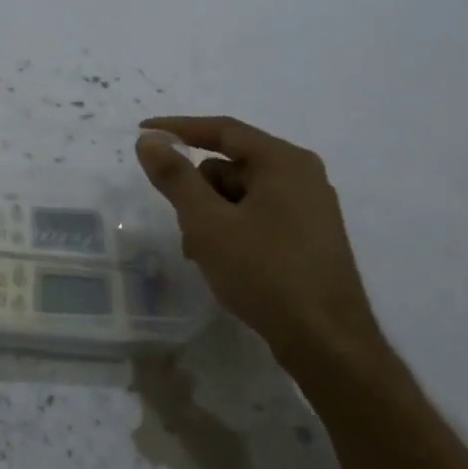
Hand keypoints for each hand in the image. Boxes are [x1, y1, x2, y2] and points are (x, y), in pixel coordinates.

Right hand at [135, 116, 381, 366]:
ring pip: (242, 196)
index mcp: (283, 162)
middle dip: (198, 191)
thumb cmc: (264, 272)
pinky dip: (233, 231)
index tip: (143, 133)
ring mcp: (309, 209)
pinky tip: (223, 264)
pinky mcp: (308, 239)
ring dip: (213, 217)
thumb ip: (176, 178)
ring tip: (202, 255)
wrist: (324, 339)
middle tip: (183, 225)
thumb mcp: (207, 223)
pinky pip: (258, 218)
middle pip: (231, 166)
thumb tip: (149, 141)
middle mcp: (302, 177)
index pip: (223, 130)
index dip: (179, 129)